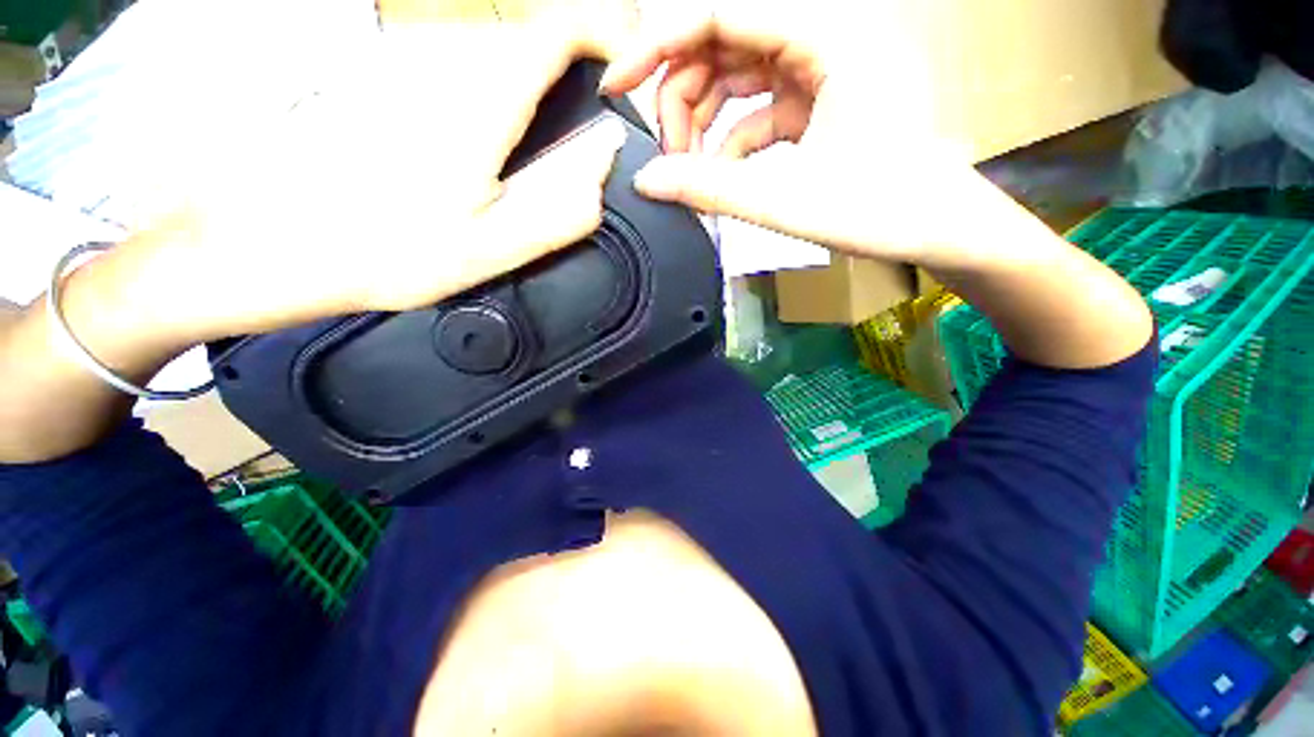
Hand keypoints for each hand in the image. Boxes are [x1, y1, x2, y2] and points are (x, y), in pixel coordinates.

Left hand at [139, 21, 630, 344]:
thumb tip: (599, 169)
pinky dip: (494, 101)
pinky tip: (480, 154)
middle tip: (581, 140)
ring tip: (531, 159)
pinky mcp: (389, 83)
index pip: (555, 33)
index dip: (601, 40)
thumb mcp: (492, 249)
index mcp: (478, 105)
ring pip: (496, 58)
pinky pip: (461, 74)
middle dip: (571, 78)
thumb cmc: (385, 253)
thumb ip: (560, 211)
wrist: (277, 244)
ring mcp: (410, 68)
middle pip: (530, 45)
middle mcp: (443, 66)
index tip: (621, 76)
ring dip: (532, 93)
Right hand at [600, 0, 990, 268]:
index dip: (657, 43)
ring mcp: (820, 73)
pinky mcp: (818, 105)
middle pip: (722, 45)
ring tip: (689, 171)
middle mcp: (822, 39)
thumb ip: (711, 189)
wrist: (940, 228)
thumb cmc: (881, 209)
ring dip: (703, 122)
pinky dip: (730, 141)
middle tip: (665, 155)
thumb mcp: (786, 200)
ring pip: (736, 78)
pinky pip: (757, 110)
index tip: (616, 83)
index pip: (719, 12)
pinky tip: (721, 177)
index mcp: (827, 36)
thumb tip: (647, 182)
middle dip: (681, 97)